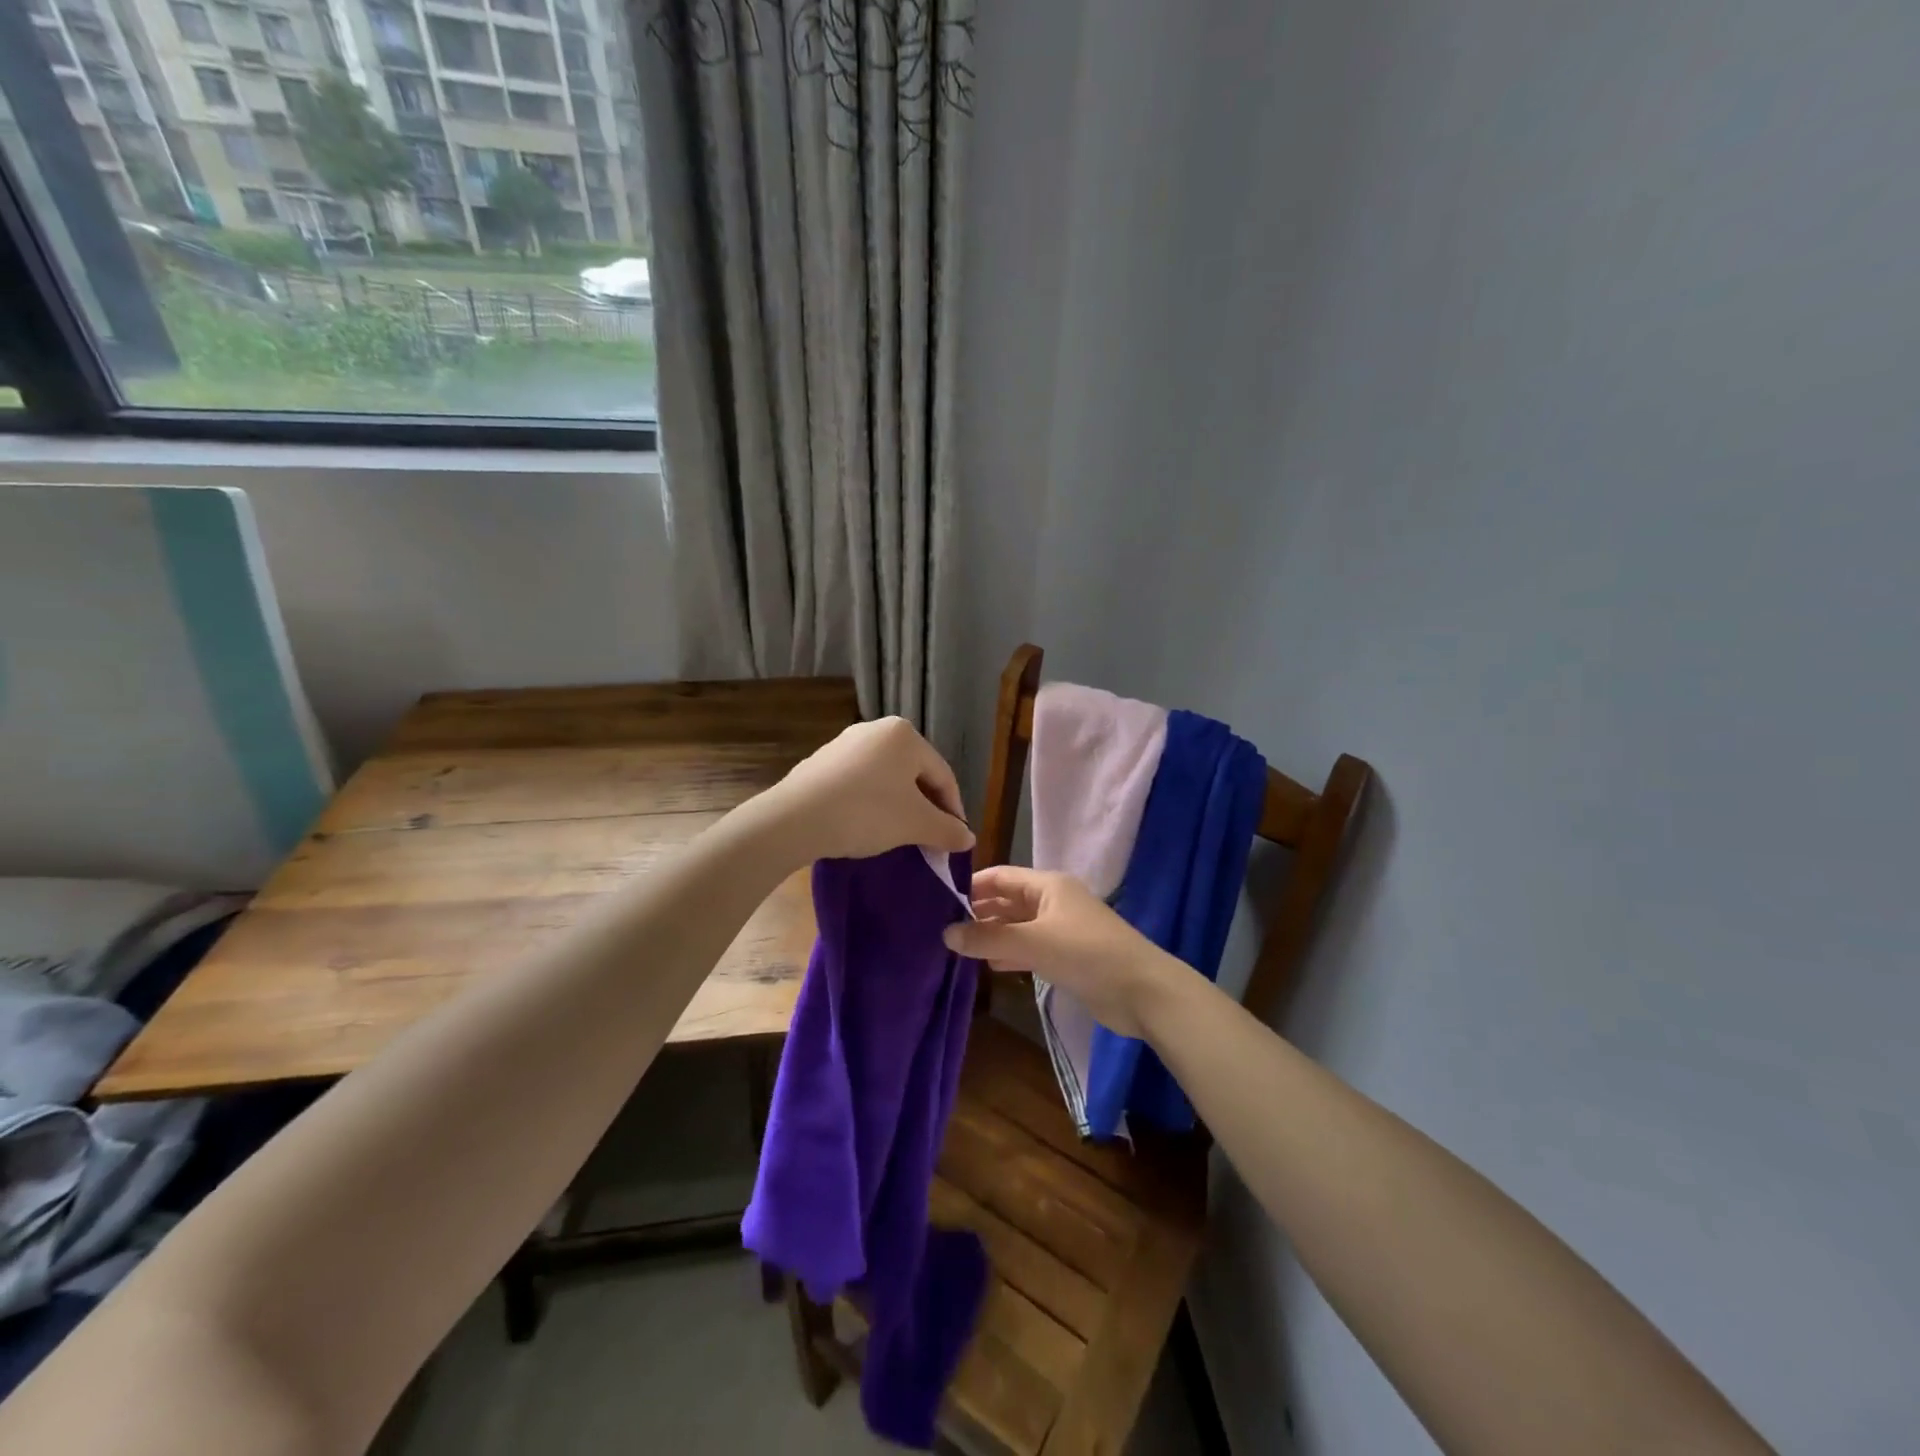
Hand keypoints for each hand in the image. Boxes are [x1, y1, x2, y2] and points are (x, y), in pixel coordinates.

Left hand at [755, 717, 973, 863]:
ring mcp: (845, 743)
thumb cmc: (866, 813)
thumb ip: (947, 829)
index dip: (953, 810)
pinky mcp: (821, 762)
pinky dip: (870, 803)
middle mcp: (876, 730)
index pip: (943, 775)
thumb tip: (968, 837)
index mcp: (905, 735)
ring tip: (898, 836)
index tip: (954, 840)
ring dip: (898, 807)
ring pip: (886, 779)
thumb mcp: (915, 824)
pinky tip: (864, 826)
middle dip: (925, 808)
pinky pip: (859, 783)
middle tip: (928, 840)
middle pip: (914, 774)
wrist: (795, 819)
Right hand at [942, 866, 1185, 1038]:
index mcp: (1048, 885)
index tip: (939, 900)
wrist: (1142, 991)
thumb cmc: (1086, 953)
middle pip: (1008, 900)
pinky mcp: (1067, 957)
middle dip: (979, 912)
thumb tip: (945, 934)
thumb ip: (988, 939)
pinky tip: (987, 966)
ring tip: (957, 948)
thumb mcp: (1032, 942)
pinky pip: (1030, 948)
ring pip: (1017, 927)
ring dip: (992, 935)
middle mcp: (1053, 902)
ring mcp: (1061, 930)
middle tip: (942, 928)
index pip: (1001, 876)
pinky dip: (1009, 954)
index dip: (971, 885)